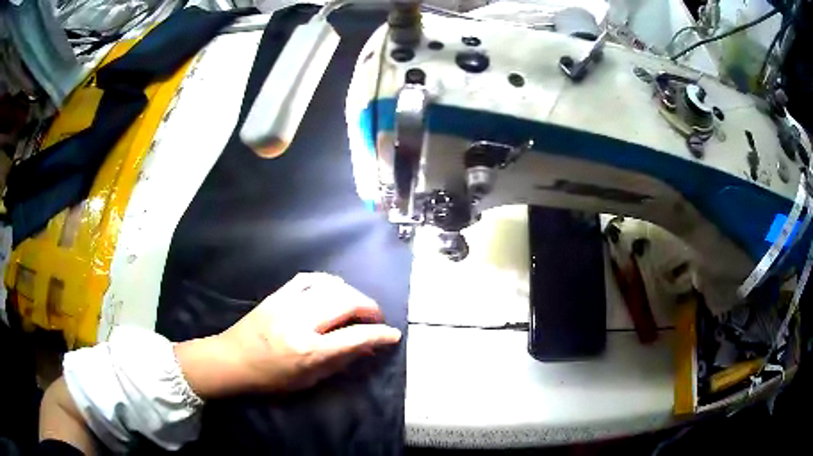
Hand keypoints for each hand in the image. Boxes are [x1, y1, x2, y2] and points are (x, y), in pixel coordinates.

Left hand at [175, 273, 401, 397]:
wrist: (232, 360)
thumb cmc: (270, 378)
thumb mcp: (308, 380)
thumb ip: (339, 361)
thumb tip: (367, 346)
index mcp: (309, 350)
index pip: (355, 337)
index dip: (379, 334)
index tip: (393, 334)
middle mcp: (301, 322)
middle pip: (346, 302)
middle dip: (369, 307)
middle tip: (375, 317)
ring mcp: (287, 304)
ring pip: (330, 286)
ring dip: (351, 293)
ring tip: (357, 304)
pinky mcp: (277, 294)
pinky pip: (309, 279)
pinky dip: (327, 281)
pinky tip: (333, 289)